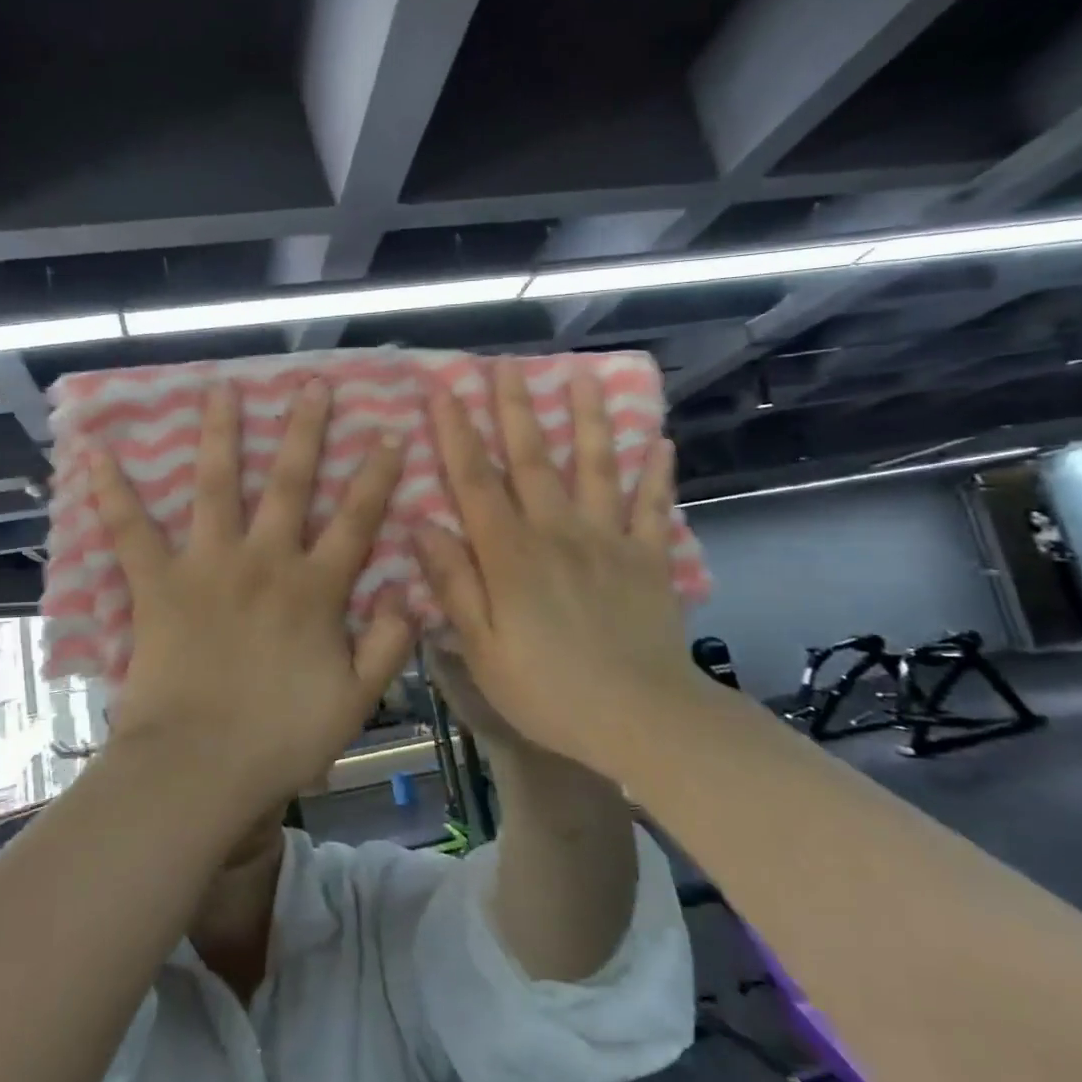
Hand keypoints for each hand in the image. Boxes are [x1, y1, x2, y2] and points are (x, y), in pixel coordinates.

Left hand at [91, 379, 414, 809]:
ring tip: (221, 389)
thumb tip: (407, 595)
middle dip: (304, 431)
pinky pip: (131, 531)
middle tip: (312, 385)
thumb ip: (386, 646)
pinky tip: (98, 452)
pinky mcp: (158, 584)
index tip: (390, 433)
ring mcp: (208, 566)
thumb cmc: (280, 740)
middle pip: (288, 483)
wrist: (199, 768)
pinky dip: (113, 492)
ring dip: (220, 434)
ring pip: (216, 486)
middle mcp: (264, 562)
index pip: (355, 520)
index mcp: (314, 589)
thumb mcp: (355, 701)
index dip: (376, 477)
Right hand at [413, 361, 710, 777]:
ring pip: (596, 467)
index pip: (475, 481)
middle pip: (532, 459)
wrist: (641, 718)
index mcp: (510, 554)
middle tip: (504, 364)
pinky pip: (653, 507)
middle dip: (514, 408)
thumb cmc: (548, 689)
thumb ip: (453, 583)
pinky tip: (661, 442)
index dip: (456, 433)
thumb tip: (421, 525)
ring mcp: (608, 540)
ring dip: (587, 419)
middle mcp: (558, 531)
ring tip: (583, 377)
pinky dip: (657, 474)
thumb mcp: (481, 648)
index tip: (443, 390)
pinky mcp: (648, 558)